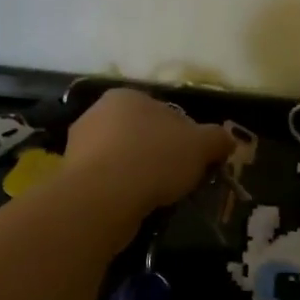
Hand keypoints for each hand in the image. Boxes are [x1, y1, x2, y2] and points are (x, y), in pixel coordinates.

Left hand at [63, 88, 233, 215]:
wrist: (102, 197)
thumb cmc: (153, 159)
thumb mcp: (200, 146)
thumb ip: (217, 139)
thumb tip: (227, 140)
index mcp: (128, 96)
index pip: (164, 112)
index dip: (185, 137)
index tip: (195, 160)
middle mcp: (98, 113)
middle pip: (141, 134)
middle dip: (158, 154)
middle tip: (177, 179)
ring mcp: (80, 144)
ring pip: (122, 157)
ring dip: (138, 173)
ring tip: (156, 196)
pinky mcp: (72, 175)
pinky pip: (106, 180)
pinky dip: (120, 190)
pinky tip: (133, 204)